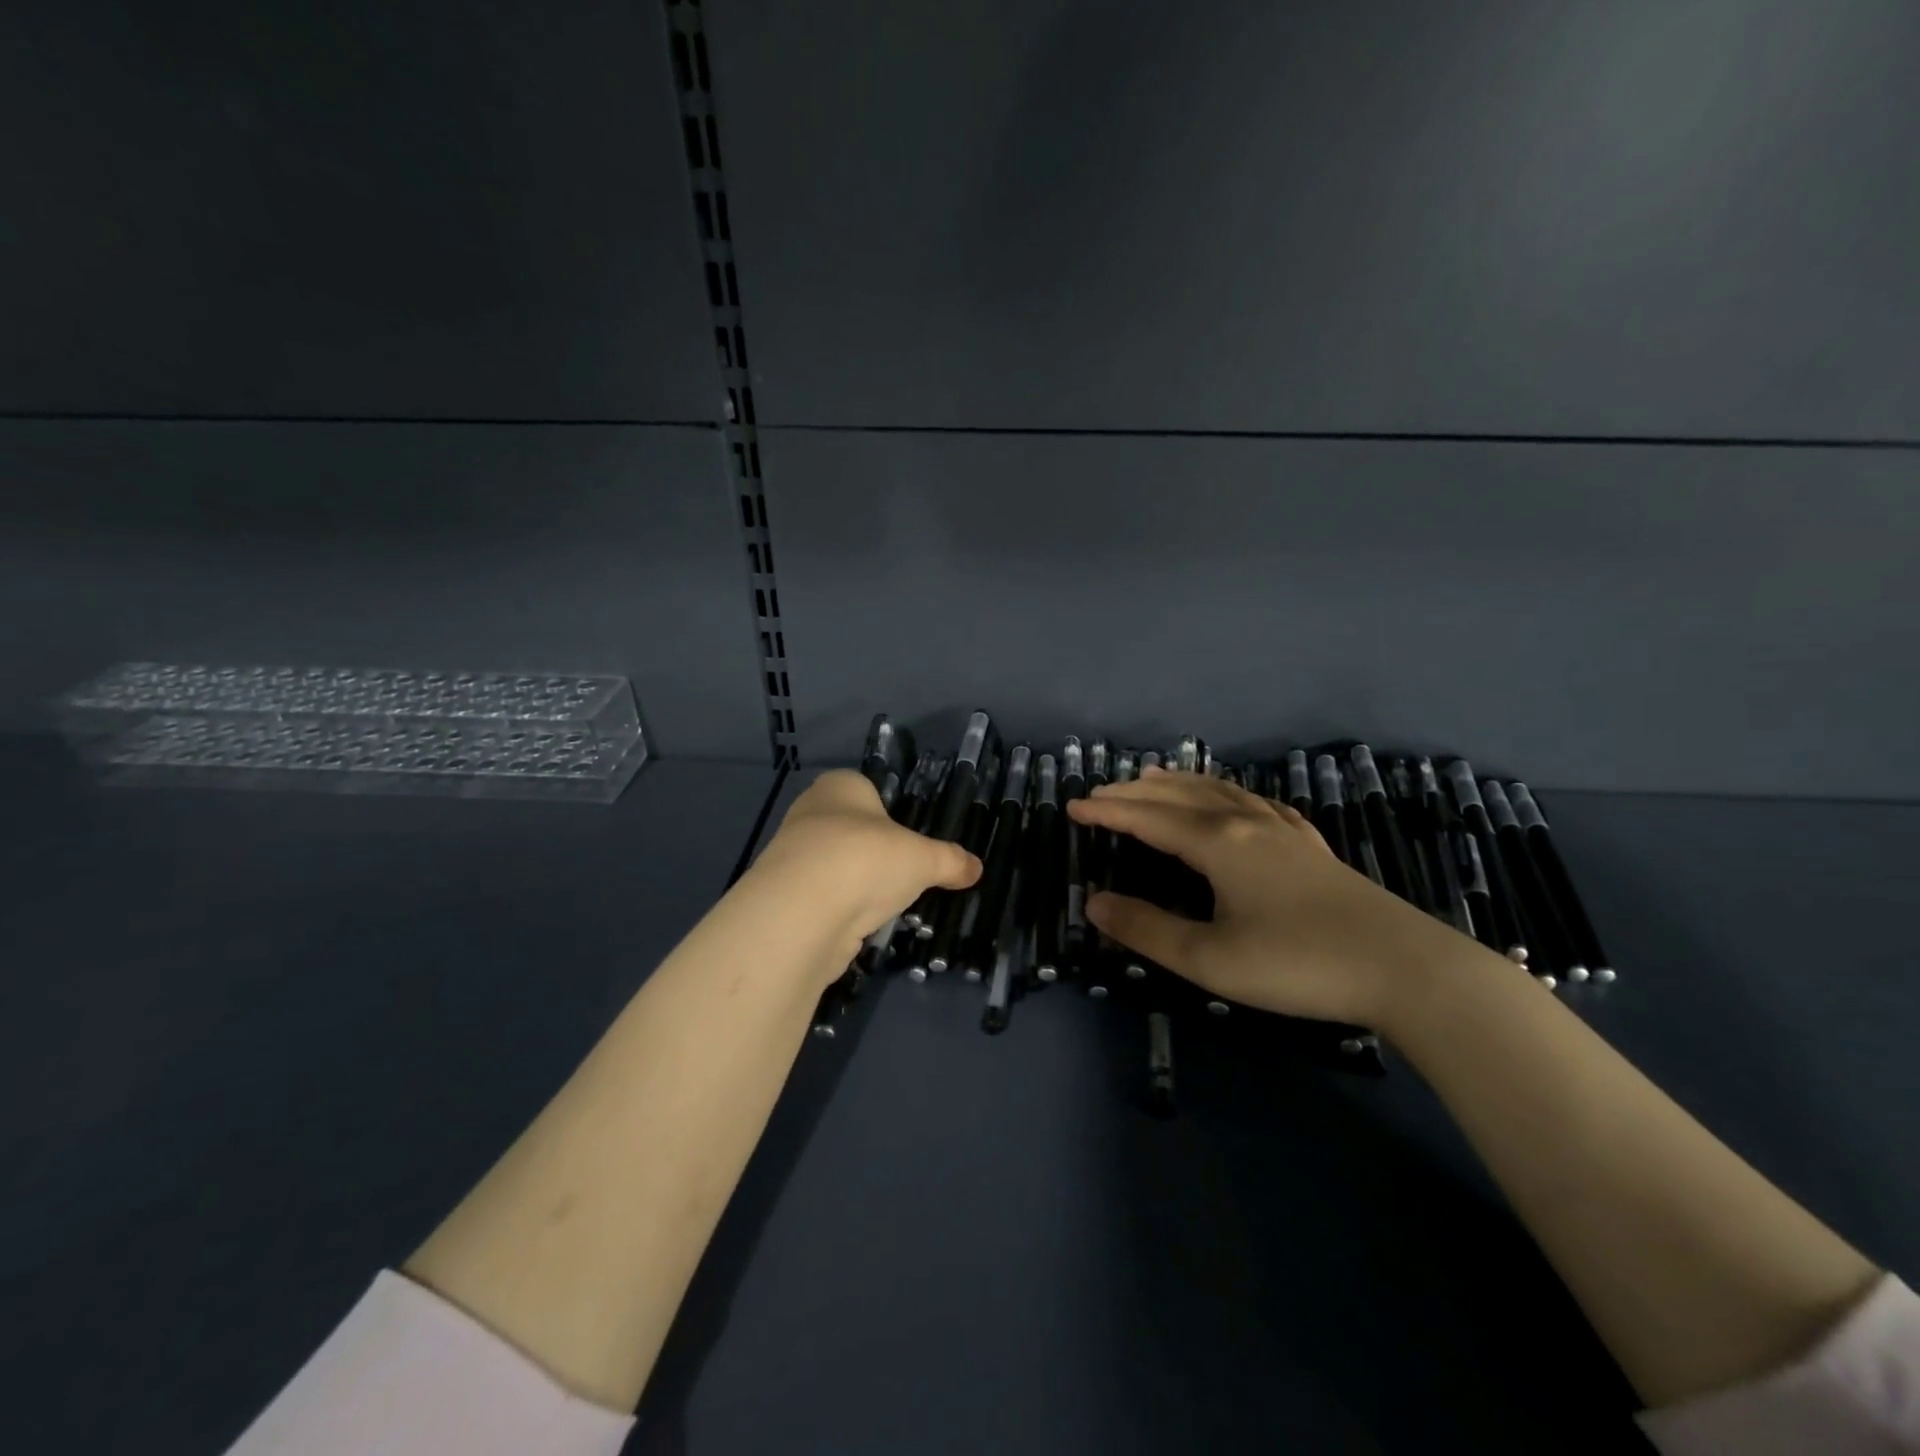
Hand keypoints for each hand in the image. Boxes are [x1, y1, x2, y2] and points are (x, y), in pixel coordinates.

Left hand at [747, 769, 982, 958]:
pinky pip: (824, 898)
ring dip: (858, 884)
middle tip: (906, 873)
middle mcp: (810, 812)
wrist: (802, 913)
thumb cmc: (866, 859)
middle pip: (851, 829)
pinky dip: (842, 910)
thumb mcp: (923, 859)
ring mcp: (792, 855)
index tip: (910, 838)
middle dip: (876, 852)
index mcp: (839, 786)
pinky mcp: (785, 896)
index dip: (890, 812)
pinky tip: (863, 925)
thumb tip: (977, 868)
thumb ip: (950, 861)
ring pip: (836, 866)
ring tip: (889, 904)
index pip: (867, 789)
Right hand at [1066, 767, 1458, 1026]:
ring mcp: (1283, 831)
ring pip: (1219, 792)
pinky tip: (1232, 800)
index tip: (1072, 807)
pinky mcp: (1309, 846)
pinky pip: (1255, 803)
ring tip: (1152, 779)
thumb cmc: (1298, 964)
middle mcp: (1246, 823)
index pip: (1148, 818)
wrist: (1406, 969)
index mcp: (1218, 843)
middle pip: (1180, 795)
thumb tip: (1093, 903)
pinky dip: (1226, 793)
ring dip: (1178, 784)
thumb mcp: (1210, 959)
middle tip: (1100, 794)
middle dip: (1135, 792)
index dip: (1107, 811)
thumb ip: (1147, 930)